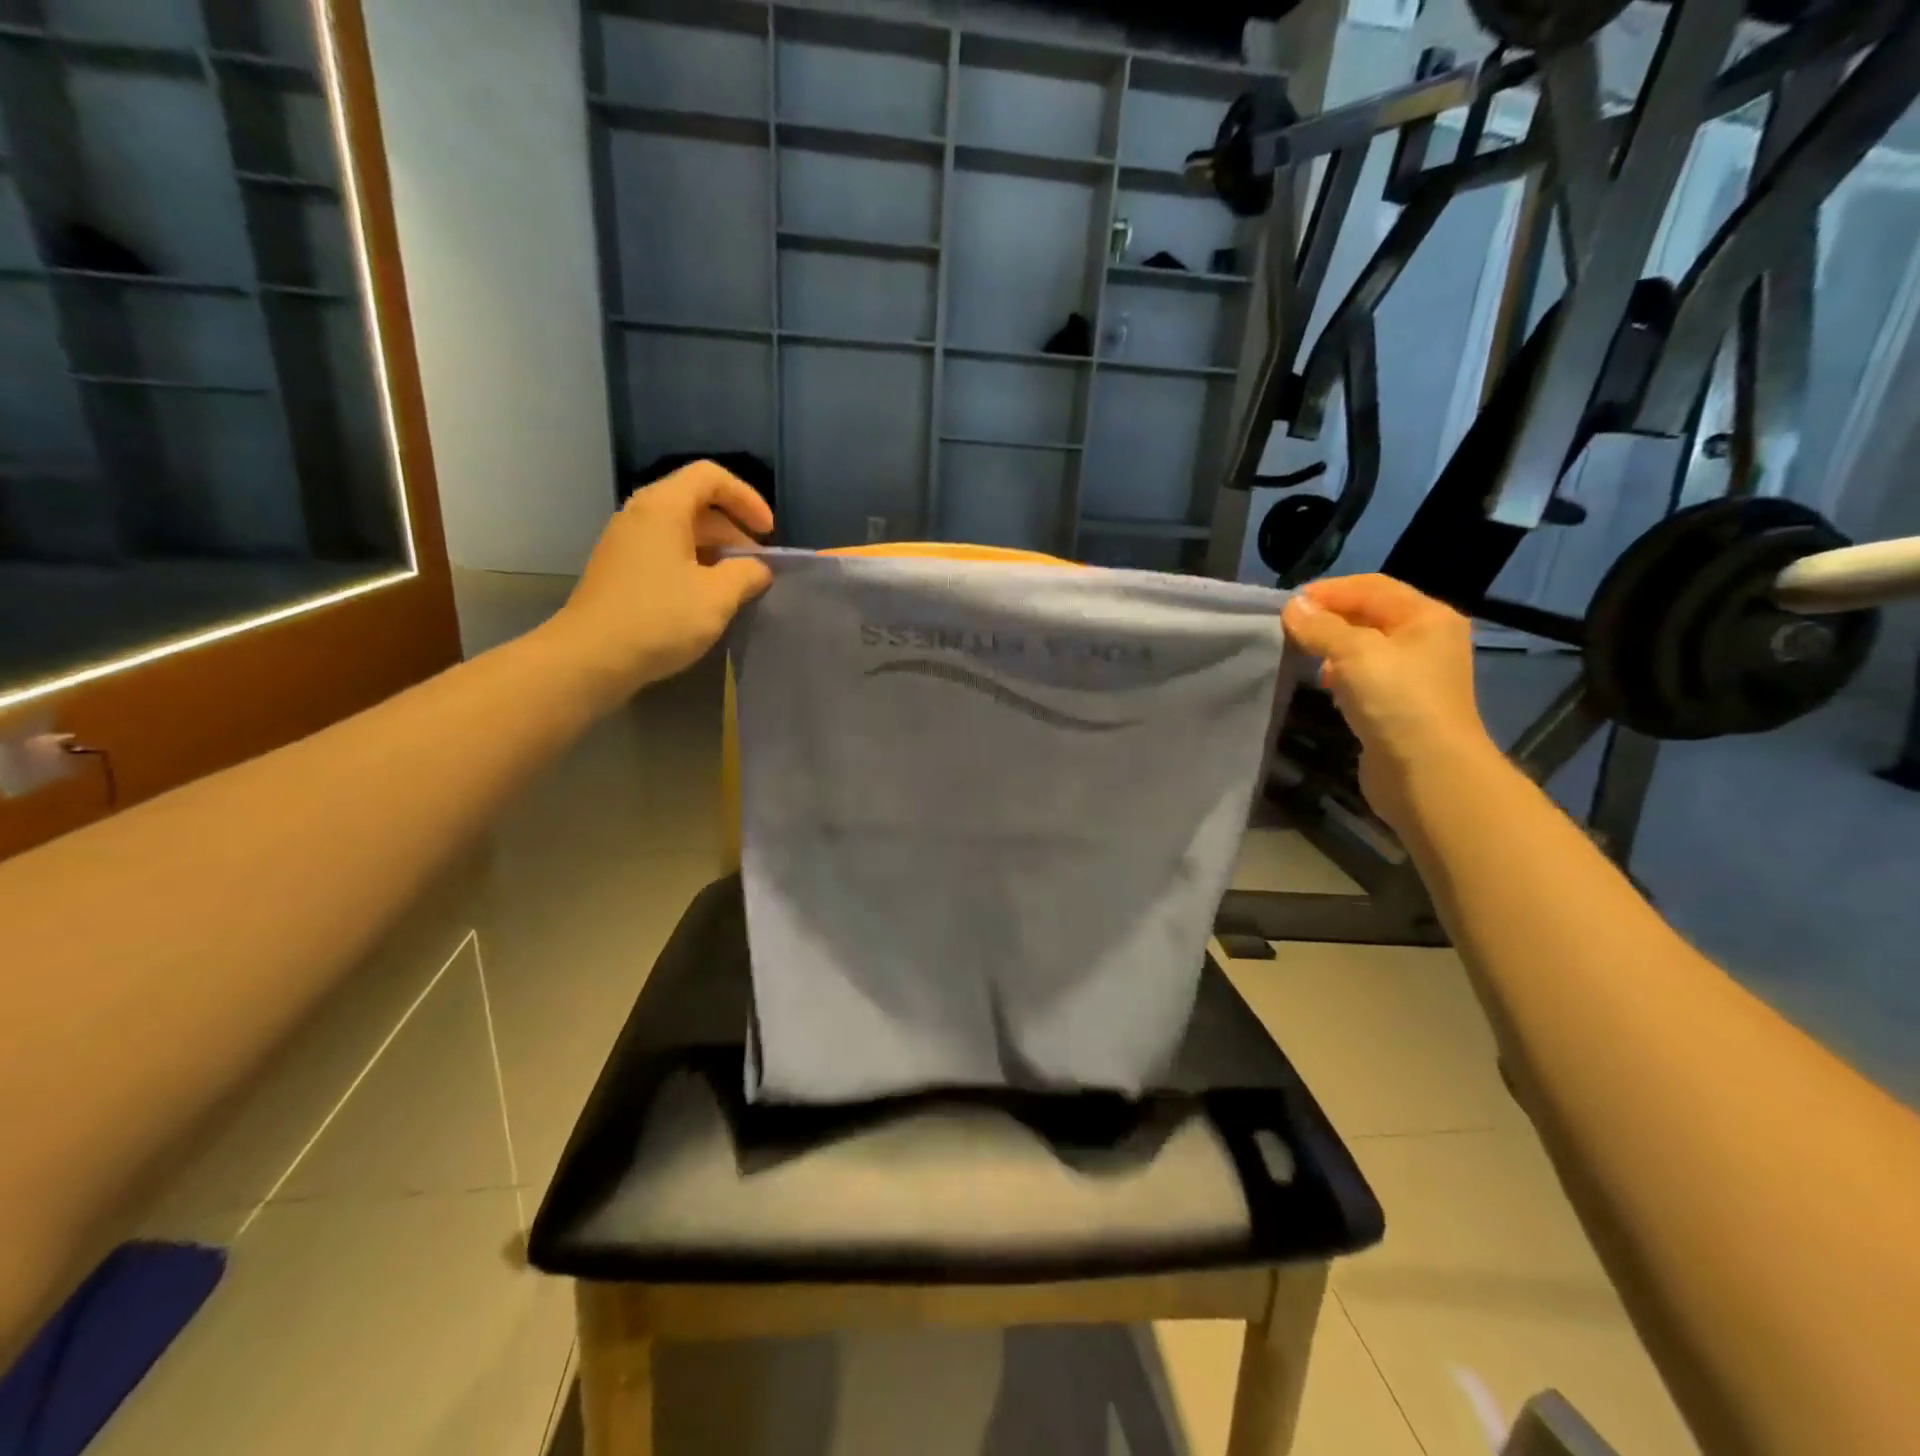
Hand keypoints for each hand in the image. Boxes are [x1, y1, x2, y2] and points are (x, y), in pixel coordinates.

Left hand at [546, 461, 773, 706]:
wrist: (590, 658)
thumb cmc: (659, 619)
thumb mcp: (717, 597)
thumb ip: (747, 574)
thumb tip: (758, 569)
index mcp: (663, 508)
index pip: (710, 476)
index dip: (746, 498)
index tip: (768, 533)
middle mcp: (640, 515)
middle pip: (696, 503)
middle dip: (734, 530)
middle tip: (757, 567)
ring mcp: (625, 543)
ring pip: (681, 532)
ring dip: (715, 552)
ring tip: (737, 587)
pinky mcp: (620, 571)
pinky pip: (665, 553)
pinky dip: (693, 566)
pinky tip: (705, 601)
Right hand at [1280, 574, 1494, 830]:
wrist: (1428, 773)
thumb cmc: (1397, 702)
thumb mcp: (1355, 653)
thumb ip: (1322, 627)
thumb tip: (1293, 606)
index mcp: (1427, 617)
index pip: (1371, 587)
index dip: (1329, 590)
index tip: (1288, 605)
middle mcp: (1426, 640)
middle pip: (1370, 615)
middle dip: (1329, 619)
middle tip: (1289, 629)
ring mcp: (1415, 675)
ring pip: (1365, 648)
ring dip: (1332, 647)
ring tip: (1302, 655)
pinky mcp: (1400, 705)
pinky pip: (1365, 677)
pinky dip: (1341, 674)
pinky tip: (1324, 685)